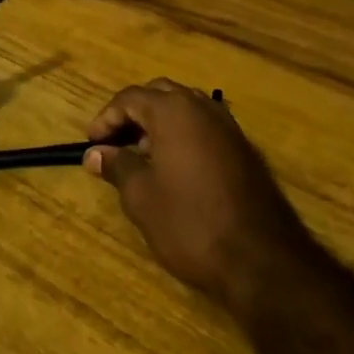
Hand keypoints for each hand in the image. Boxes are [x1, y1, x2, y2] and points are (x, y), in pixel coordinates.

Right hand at [84, 79, 312, 311]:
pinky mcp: (244, 149)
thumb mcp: (142, 197)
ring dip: (159, 124)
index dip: (106, 118)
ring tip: (142, 157)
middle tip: (115, 143)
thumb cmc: (190, 223)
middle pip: (160, 94)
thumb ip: (117, 166)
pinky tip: (174, 169)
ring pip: (185, 109)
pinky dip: (183, 136)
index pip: (130, 98)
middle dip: (134, 114)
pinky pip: (205, 128)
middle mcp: (203, 108)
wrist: (261, 259)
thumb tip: (95, 154)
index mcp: (174, 111)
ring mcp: (229, 127)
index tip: (92, 144)